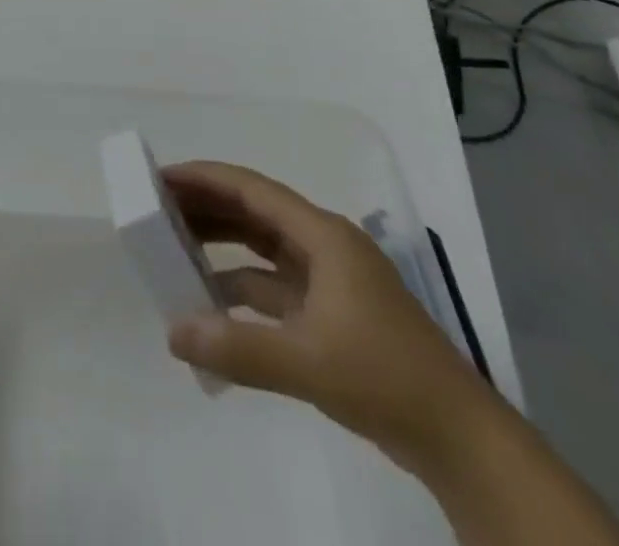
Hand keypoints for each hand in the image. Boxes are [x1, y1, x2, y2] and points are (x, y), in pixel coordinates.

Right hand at [161, 160, 492, 473]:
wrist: (461, 441)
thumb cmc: (385, 378)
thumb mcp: (307, 362)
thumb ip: (236, 348)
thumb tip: (171, 332)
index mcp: (323, 236)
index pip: (252, 190)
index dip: (205, 179)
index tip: (161, 177)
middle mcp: (324, 246)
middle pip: (254, 211)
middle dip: (207, 206)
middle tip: (157, 207)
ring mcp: (330, 280)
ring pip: (263, 246)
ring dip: (222, 243)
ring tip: (175, 244)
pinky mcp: (331, 312)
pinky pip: (272, 283)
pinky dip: (240, 285)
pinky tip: (211, 301)